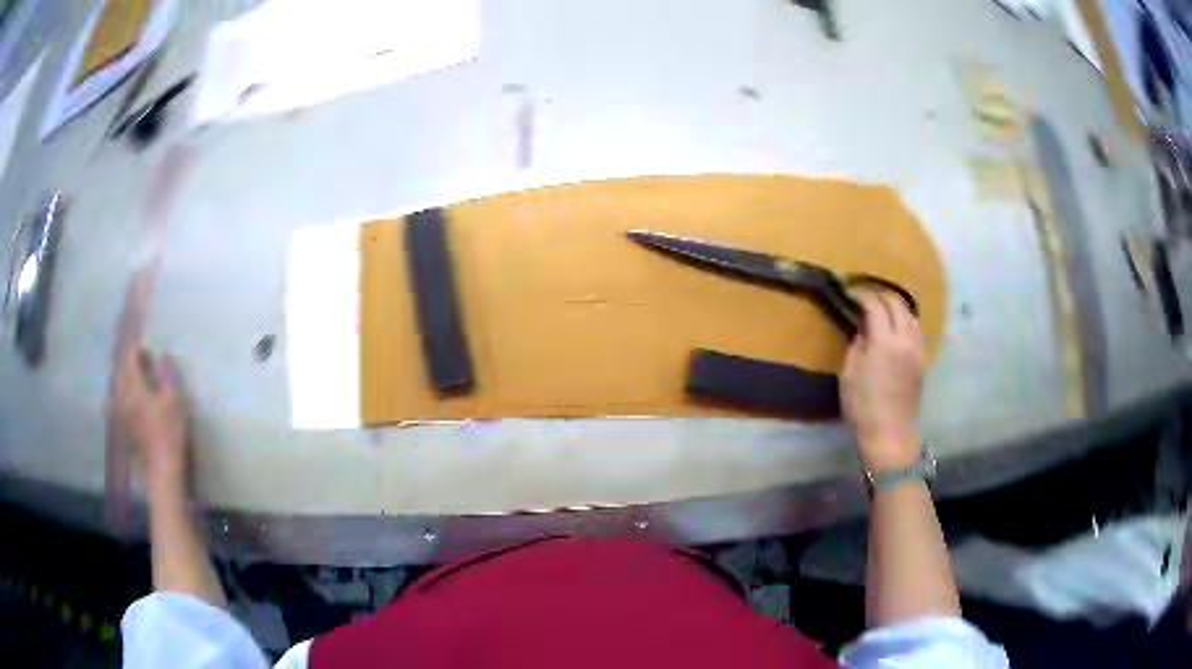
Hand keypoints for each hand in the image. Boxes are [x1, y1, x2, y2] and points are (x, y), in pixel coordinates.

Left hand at [114, 344, 189, 493]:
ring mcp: (119, 411)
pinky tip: (131, 388)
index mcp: (132, 385)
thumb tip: (161, 354)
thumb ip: (166, 375)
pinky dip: (124, 384)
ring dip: (125, 368)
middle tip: (136, 339)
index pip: (129, 352)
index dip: (133, 333)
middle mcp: (120, 394)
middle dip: (127, 350)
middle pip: (120, 365)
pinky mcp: (121, 424)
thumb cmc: (169, 435)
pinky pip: (118, 394)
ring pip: (118, 379)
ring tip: (135, 362)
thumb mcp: (174, 402)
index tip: (138, 315)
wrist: (161, 473)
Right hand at [841, 291, 924, 473]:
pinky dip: (905, 320)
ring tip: (882, 306)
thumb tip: (864, 328)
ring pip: (910, 315)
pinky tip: (895, 327)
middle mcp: (905, 339)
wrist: (890, 435)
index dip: (862, 295)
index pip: (875, 305)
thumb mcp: (849, 373)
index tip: (850, 292)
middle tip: (865, 294)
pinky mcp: (922, 361)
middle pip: (897, 304)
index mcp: (884, 341)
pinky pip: (915, 330)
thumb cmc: (863, 407)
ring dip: (896, 305)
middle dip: (881, 294)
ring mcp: (917, 350)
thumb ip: (857, 344)